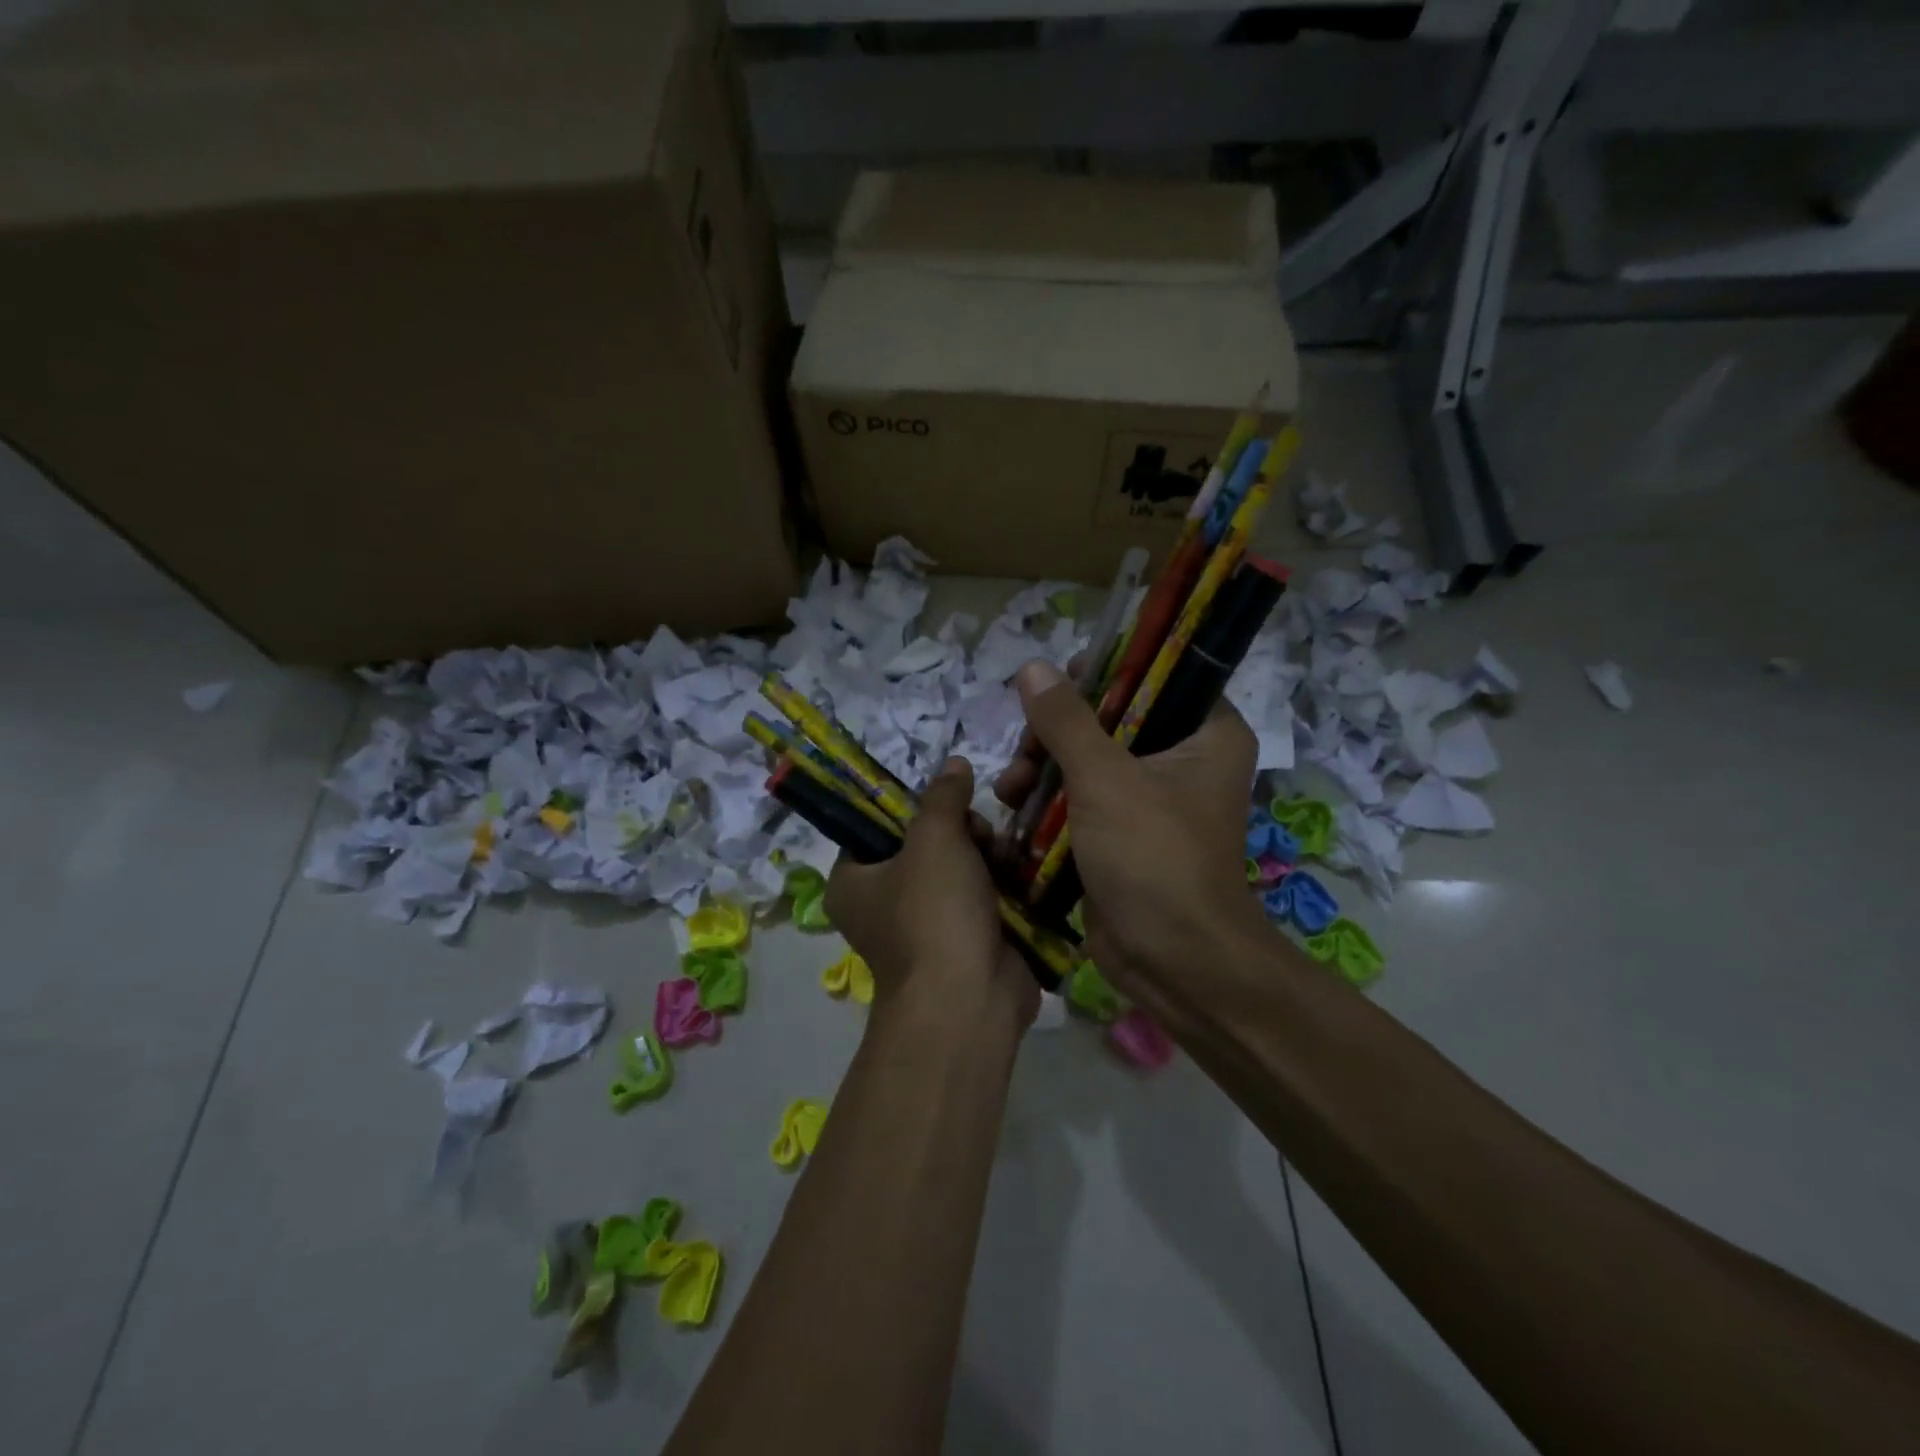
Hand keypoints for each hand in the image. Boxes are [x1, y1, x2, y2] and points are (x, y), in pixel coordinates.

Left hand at [826, 757, 1038, 1036]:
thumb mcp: (934, 838)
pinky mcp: (964, 940)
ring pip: (958, 868)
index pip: (876, 826)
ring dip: (985, 854)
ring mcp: (926, 925)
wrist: (970, 999)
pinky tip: (1018, 872)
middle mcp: (883, 903)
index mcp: (853, 881)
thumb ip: (943, 796)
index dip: (913, 806)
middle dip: (960, 831)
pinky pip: (981, 896)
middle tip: (979, 834)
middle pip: (924, 843)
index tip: (945, 800)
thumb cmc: (934, 912)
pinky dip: (1000, 883)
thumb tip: (954, 763)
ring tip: (1004, 854)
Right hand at [995, 660, 1264, 1013]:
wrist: (1171, 960)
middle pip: (1112, 718)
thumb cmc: (1152, 856)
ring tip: (1011, 787)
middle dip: (1058, 732)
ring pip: (1089, 759)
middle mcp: (1185, 759)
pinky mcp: (1123, 833)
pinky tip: (1013, 807)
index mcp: (1207, 734)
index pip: (1158, 676)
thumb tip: (1033, 667)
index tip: (1058, 683)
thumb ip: (1066, 721)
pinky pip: (1082, 798)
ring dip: (1044, 767)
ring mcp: (1152, 799)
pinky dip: (1049, 800)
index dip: (1106, 672)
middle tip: (1026, 748)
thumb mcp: (1105, 779)